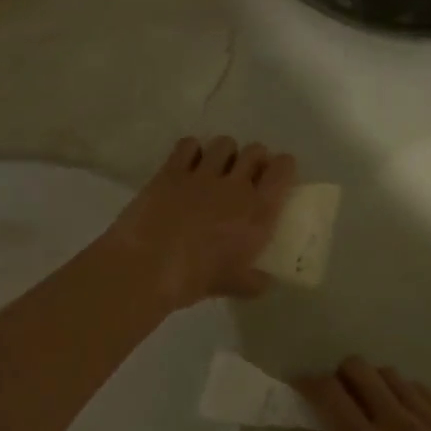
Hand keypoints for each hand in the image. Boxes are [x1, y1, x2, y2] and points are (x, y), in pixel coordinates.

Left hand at [104, 137, 296, 309]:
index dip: (283, 167)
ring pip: (224, 144)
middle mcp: (235, 186)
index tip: (277, 175)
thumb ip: (254, 282)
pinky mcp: (172, 171)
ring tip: (216, 168)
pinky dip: (192, 150)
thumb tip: (263, 281)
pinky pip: (189, 145)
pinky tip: (187, 165)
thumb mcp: (234, 286)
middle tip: (246, 174)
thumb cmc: (195, 279)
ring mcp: (202, 174)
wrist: (147, 266)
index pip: (282, 170)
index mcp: (258, 212)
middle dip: (254, 158)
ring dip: (224, 153)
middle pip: (254, 151)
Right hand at [288, 359, 430, 430]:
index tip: (301, 389)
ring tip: (372, 410)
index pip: (328, 393)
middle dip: (339, 377)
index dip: (307, 383)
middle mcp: (398, 423)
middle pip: (358, 368)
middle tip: (336, 401)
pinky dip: (403, 395)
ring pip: (390, 374)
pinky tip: (405, 420)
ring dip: (372, 384)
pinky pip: (421, 390)